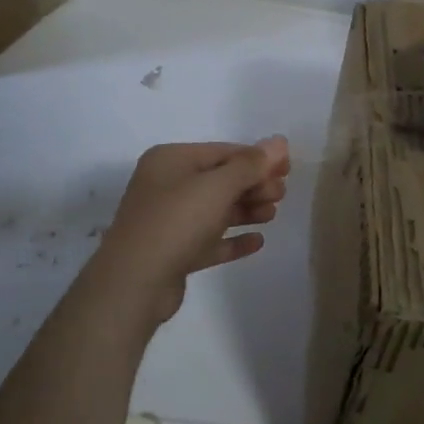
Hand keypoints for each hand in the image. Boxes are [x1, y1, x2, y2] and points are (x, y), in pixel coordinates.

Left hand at [85, 137, 290, 329]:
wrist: (134, 282)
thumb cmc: (176, 221)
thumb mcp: (218, 186)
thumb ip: (251, 164)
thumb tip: (280, 141)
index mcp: (171, 160)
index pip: (223, 151)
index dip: (258, 158)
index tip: (288, 169)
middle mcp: (166, 185)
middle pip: (220, 180)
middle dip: (253, 185)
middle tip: (281, 195)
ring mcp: (168, 220)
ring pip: (215, 210)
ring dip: (246, 210)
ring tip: (272, 216)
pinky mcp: (173, 252)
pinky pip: (209, 240)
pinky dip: (232, 239)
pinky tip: (258, 242)